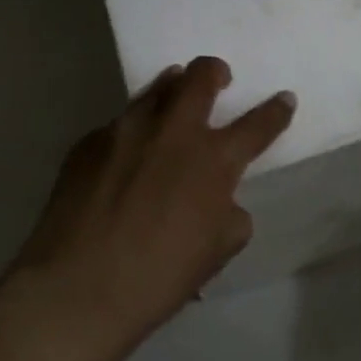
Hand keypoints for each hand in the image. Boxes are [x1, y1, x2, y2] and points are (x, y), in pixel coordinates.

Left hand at [11, 56, 295, 342]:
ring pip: (157, 88)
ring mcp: (127, 130)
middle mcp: (173, 132)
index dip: (276, 110)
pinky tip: (125, 153)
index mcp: (214, 160)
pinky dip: (133, 130)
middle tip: (219, 77)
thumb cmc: (159, 277)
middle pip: (201, 77)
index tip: (284, 98)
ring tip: (174, 93)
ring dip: (173, 87)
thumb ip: (230, 213)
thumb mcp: (218, 250)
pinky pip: (119, 124)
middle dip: (216, 71)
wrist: (76, 289)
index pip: (258, 125)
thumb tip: (221, 199)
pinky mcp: (88, 142)